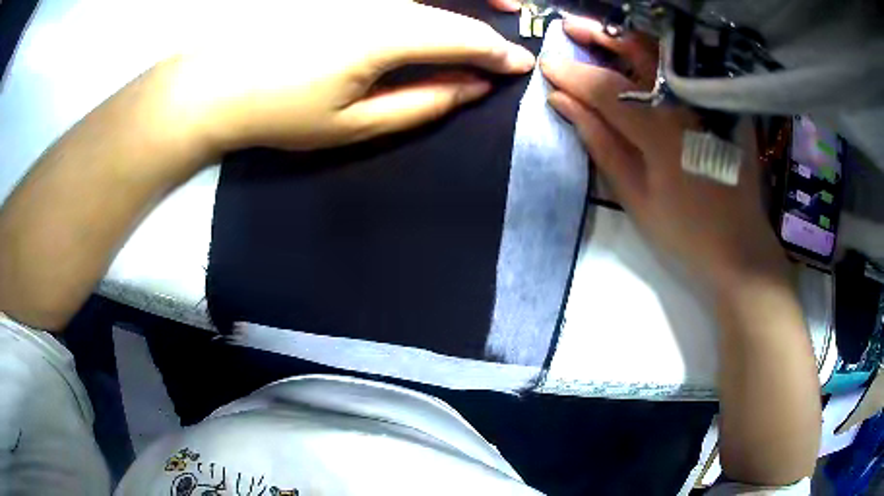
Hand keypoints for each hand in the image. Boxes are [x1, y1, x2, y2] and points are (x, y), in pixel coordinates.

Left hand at [165, 0, 534, 154]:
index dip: (499, 53)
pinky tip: (428, 2)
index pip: (465, 37)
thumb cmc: (280, 112)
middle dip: (492, 8)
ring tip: (492, 0)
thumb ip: (423, 103)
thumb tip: (473, 87)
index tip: (520, 66)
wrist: (215, 84)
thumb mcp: (354, 125)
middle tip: (517, 15)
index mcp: (385, 34)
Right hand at [539, 17, 787, 289]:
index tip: (546, 65)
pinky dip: (657, 55)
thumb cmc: (685, 231)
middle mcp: (686, 104)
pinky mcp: (721, 106)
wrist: (739, 247)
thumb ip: (599, 143)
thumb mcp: (634, 195)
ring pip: (663, 54)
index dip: (573, 73)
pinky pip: (684, 68)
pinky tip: (639, 56)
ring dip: (627, 39)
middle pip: (638, 53)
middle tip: (568, 28)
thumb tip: (563, 102)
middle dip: (599, 36)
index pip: (606, 88)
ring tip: (599, 35)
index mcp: (661, 131)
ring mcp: (708, 102)